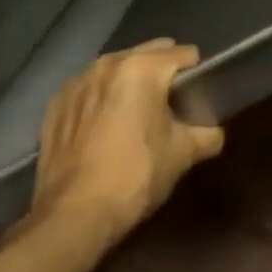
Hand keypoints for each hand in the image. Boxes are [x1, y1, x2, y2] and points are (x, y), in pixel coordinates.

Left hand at [27, 41, 224, 243]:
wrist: (72, 217)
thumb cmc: (135, 177)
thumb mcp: (181, 155)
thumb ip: (206, 135)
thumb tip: (216, 133)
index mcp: (143, 68)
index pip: (183, 54)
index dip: (195, 72)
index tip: (197, 93)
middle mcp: (109, 63)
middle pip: (148, 54)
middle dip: (161, 72)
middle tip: (169, 104)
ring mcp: (78, 82)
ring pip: (116, 69)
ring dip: (128, 83)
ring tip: (134, 114)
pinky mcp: (56, 104)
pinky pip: (89, 89)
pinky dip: (100, 99)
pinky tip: (103, 127)